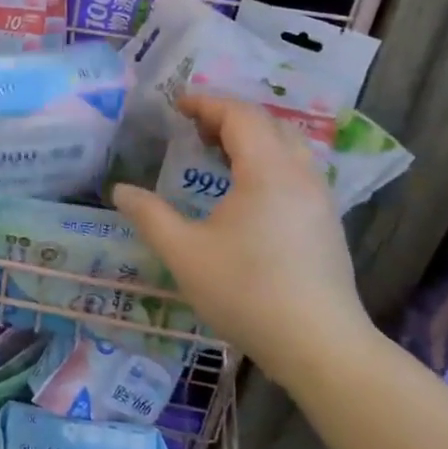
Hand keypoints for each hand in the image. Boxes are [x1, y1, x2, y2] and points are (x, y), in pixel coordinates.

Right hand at [112, 95, 372, 374]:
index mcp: (267, 171)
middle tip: (194, 127)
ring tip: (218, 152)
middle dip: (229, 116)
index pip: (240, 115)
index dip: (207, 103)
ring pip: (288, 146)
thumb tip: (121, 190)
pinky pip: (296, 170)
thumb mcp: (185, 254)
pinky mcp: (326, 222)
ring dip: (252, 138)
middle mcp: (300, 174)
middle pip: (268, 124)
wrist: (319, 345)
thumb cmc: (247, 292)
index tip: (177, 105)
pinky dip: (268, 160)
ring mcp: (320, 199)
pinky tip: (247, 191)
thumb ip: (150, 216)